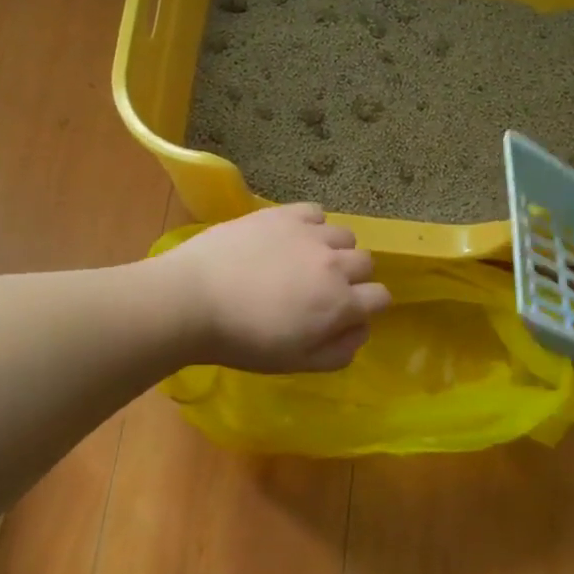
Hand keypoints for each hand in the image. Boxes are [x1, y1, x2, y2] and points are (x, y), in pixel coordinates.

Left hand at [160, 204, 391, 372]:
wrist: (193, 300)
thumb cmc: (242, 340)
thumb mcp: (296, 362)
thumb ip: (338, 352)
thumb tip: (360, 331)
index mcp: (340, 303)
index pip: (381, 297)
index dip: (368, 307)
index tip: (346, 313)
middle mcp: (334, 263)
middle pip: (365, 262)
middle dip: (353, 277)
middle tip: (322, 289)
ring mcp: (308, 234)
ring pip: (343, 235)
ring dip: (333, 249)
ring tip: (305, 260)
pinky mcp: (282, 214)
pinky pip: (315, 212)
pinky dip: (311, 225)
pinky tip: (291, 238)